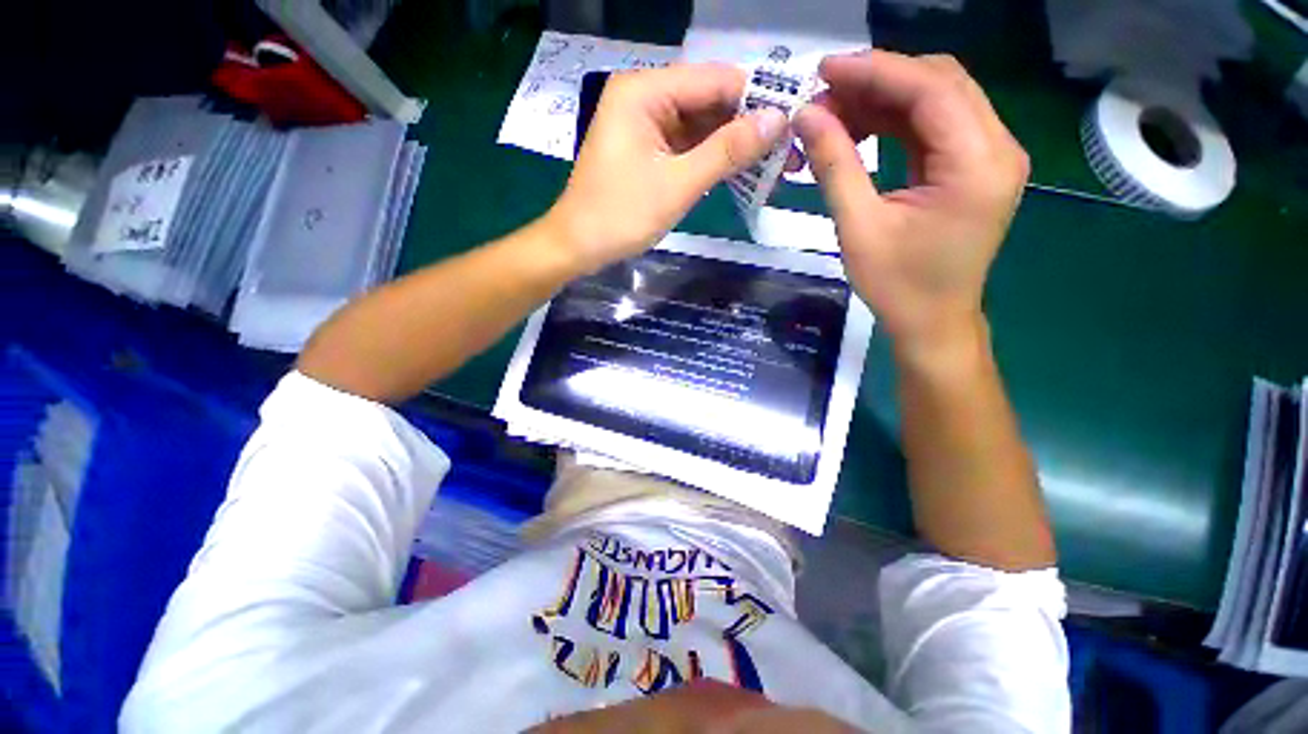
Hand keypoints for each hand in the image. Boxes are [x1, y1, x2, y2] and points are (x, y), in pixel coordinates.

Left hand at [545, 63, 788, 271]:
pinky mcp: (647, 151)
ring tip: (773, 167)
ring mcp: (645, 125)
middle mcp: (645, 97)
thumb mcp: (677, 185)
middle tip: (789, 153)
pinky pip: (687, 147)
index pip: (716, 80)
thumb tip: (777, 121)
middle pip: (710, 102)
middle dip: (748, 128)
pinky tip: (739, 173)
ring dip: (733, 147)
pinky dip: (711, 161)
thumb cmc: (620, 216)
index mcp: (645, 90)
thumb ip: (726, 151)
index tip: (795, 125)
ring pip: (701, 127)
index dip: (758, 100)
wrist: (577, 247)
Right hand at [794, 51, 1028, 356]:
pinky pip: (934, 127)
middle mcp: (997, 147)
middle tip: (823, 97)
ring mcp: (990, 155)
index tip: (824, 70)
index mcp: (977, 163)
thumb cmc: (897, 286)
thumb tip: (806, 116)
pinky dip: (895, 122)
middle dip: (878, 81)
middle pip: (940, 83)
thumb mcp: (858, 228)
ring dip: (883, 101)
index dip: (875, 71)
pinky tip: (859, 131)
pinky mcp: (974, 166)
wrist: (932, 321)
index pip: (931, 88)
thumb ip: (835, 166)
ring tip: (833, 116)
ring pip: (936, 100)